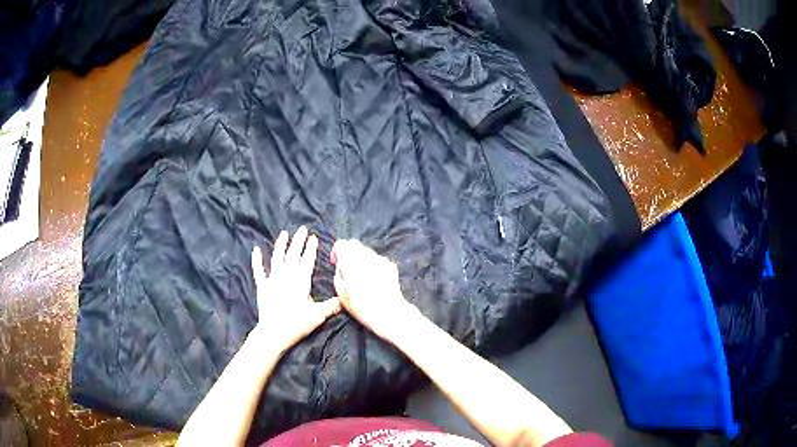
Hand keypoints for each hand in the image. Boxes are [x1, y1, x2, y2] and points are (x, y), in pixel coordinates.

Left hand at [251, 227, 340, 352]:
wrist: (274, 333)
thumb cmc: (297, 324)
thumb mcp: (318, 315)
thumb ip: (332, 305)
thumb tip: (345, 298)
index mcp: (301, 281)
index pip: (307, 261)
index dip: (311, 249)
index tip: (313, 237)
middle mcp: (287, 276)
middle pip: (293, 255)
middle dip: (298, 241)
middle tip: (302, 229)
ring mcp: (273, 280)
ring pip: (277, 258)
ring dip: (280, 245)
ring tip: (284, 233)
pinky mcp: (262, 287)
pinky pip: (259, 271)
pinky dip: (257, 260)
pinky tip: (256, 250)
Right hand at [331, 240, 417, 339]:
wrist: (389, 312)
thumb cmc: (362, 307)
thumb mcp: (341, 293)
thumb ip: (338, 274)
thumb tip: (339, 265)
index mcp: (350, 262)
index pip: (341, 244)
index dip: (336, 251)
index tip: (336, 262)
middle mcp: (365, 257)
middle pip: (354, 244)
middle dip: (348, 252)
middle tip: (347, 267)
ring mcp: (379, 259)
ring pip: (366, 250)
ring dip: (360, 257)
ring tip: (360, 274)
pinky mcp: (390, 264)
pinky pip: (377, 258)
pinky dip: (372, 263)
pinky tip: (373, 278)